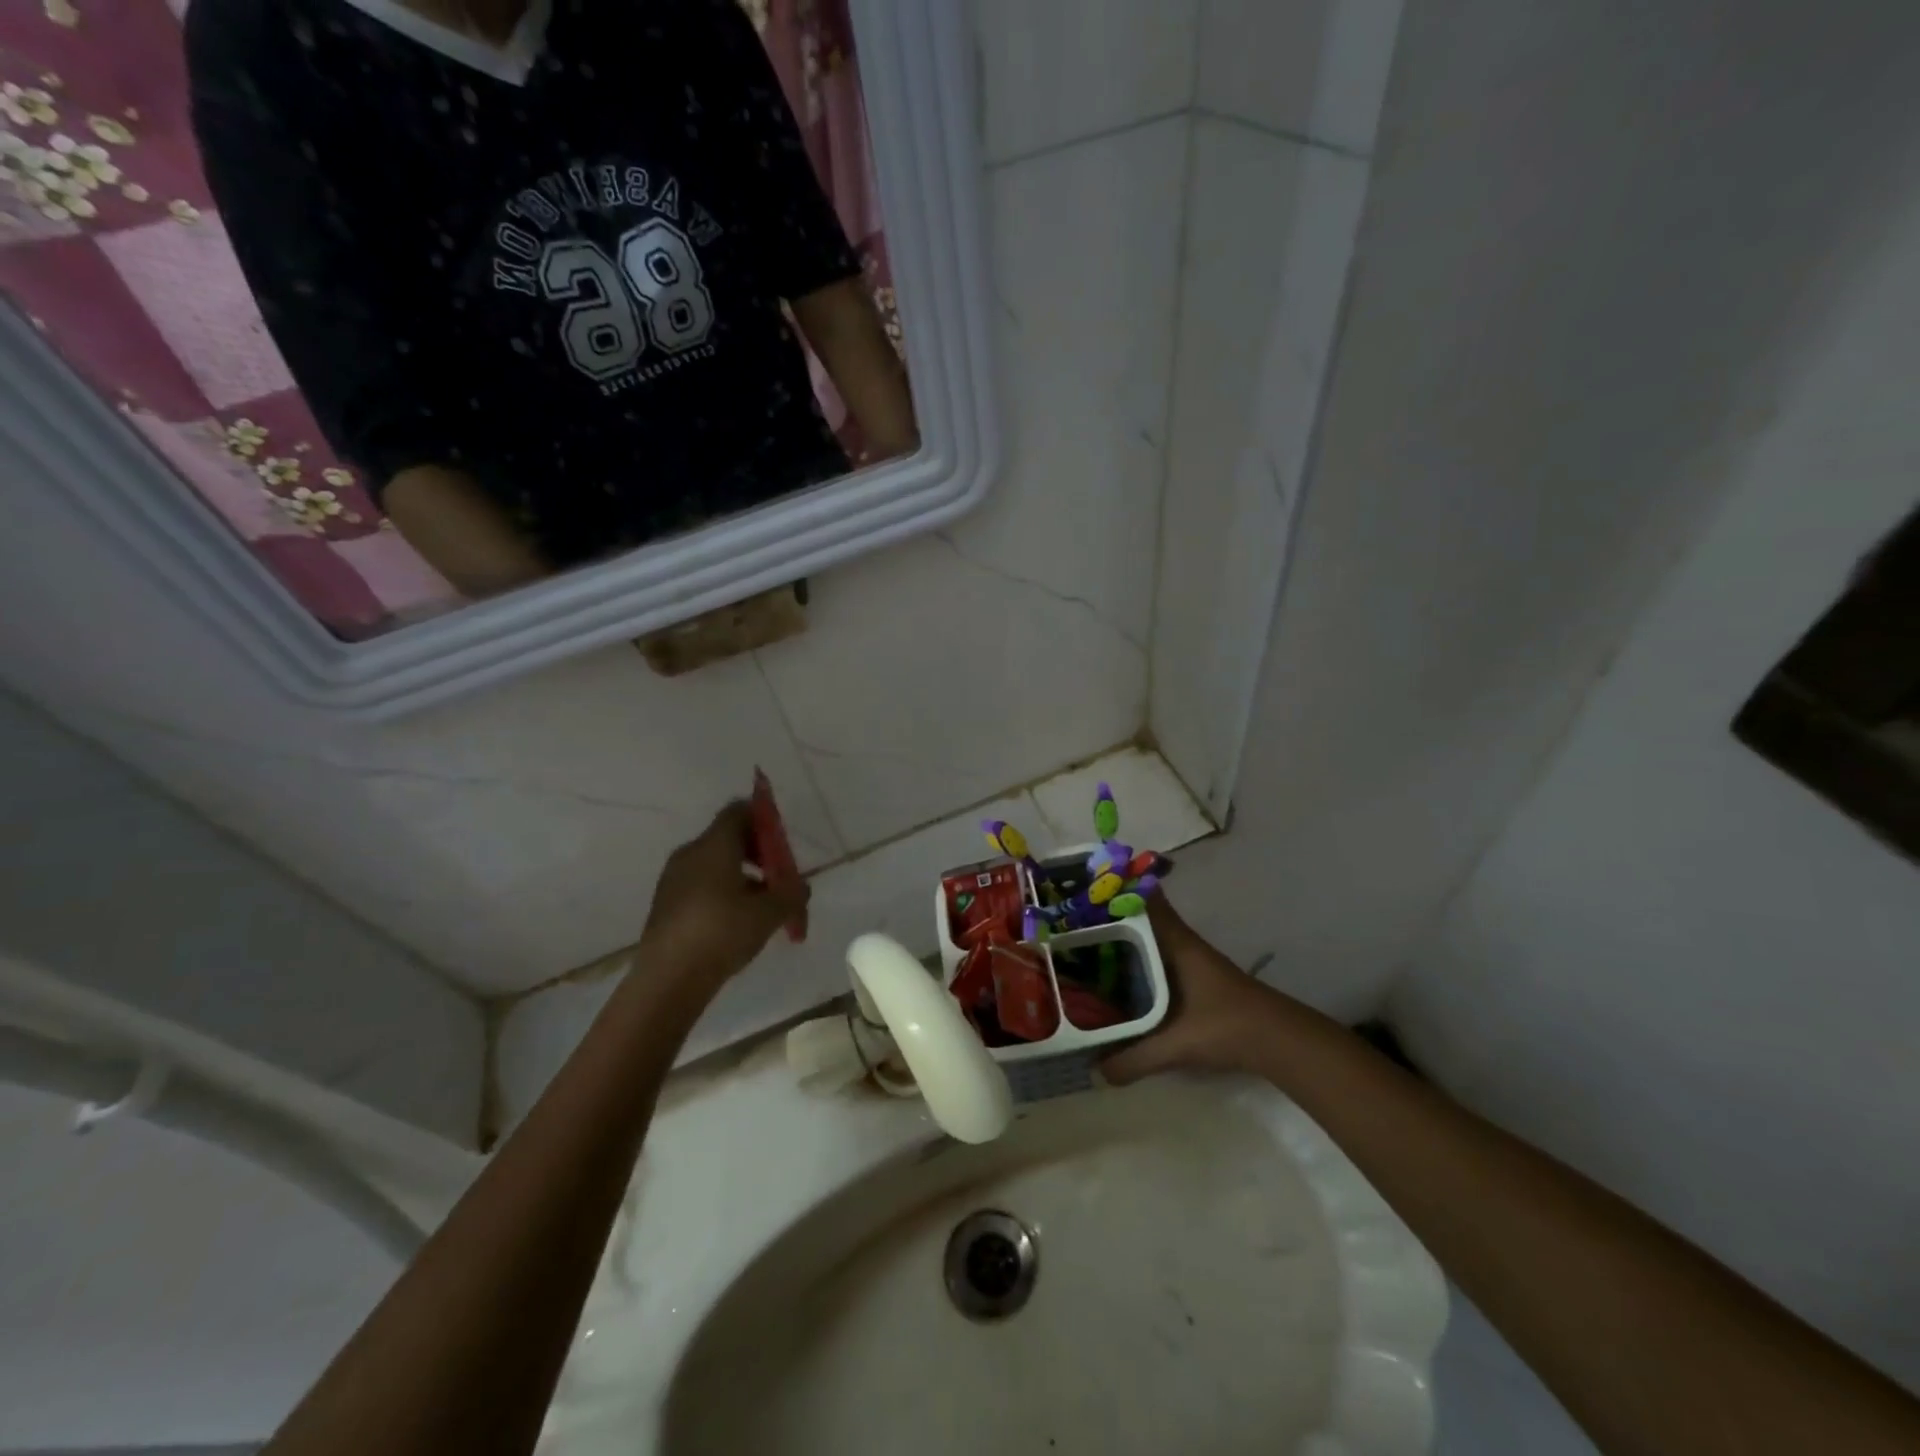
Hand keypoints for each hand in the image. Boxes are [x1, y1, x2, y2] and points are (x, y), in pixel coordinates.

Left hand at [640, 803, 809, 988]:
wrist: (668, 978)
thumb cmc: (723, 932)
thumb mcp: (770, 913)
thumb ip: (792, 893)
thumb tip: (801, 886)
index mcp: (715, 845)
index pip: (739, 811)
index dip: (763, 819)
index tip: (781, 844)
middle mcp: (690, 853)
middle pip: (728, 838)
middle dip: (758, 854)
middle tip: (778, 880)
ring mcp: (673, 879)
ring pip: (715, 864)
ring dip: (742, 877)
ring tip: (762, 909)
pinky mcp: (665, 904)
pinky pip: (700, 885)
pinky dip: (722, 894)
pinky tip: (735, 924)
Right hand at [1102, 894, 1273, 1084]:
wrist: (1280, 1041)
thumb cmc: (1227, 1027)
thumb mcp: (1177, 1045)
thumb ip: (1136, 1058)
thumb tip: (1096, 1072)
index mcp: (1177, 944)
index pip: (1146, 902)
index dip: (1119, 890)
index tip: (1087, 885)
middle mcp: (1184, 945)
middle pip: (1144, 919)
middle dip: (1112, 918)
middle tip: (1075, 921)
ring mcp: (1193, 962)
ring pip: (1152, 940)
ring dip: (1126, 940)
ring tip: (1089, 947)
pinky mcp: (1199, 980)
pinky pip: (1160, 960)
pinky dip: (1140, 962)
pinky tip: (1123, 979)